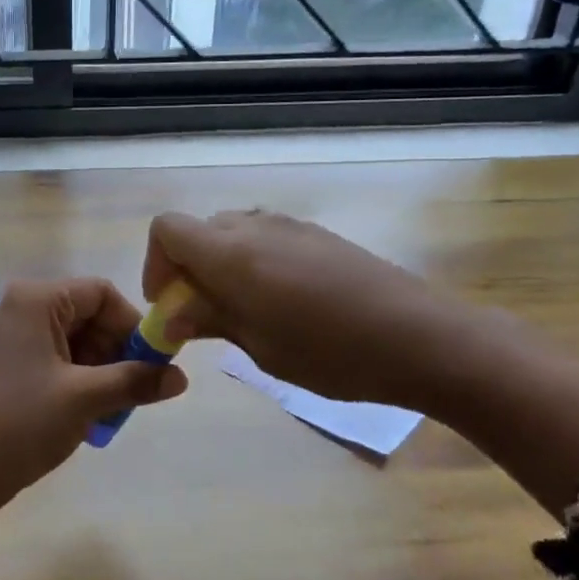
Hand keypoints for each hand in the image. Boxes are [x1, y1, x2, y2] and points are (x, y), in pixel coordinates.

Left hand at [0, 277, 189, 496]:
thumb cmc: (23, 423)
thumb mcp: (86, 399)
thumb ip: (136, 381)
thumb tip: (182, 377)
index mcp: (35, 300)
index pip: (100, 293)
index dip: (131, 324)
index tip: (149, 363)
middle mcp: (19, 307)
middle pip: (86, 314)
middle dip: (115, 351)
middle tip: (131, 391)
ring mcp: (9, 335)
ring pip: (72, 339)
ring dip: (99, 369)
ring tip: (109, 409)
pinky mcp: (5, 362)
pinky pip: (54, 356)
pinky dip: (76, 378)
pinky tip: (85, 413)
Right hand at [143, 209, 507, 411]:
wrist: (422, 337)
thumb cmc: (331, 352)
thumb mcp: (260, 346)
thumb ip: (210, 319)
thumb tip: (172, 314)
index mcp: (231, 253)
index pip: (167, 228)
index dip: (156, 263)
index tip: (170, 304)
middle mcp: (255, 227)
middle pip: (199, 229)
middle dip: (188, 268)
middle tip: (203, 315)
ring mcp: (291, 227)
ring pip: (234, 233)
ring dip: (222, 264)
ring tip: (244, 311)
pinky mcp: (320, 236)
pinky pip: (267, 238)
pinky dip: (254, 262)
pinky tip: (284, 303)